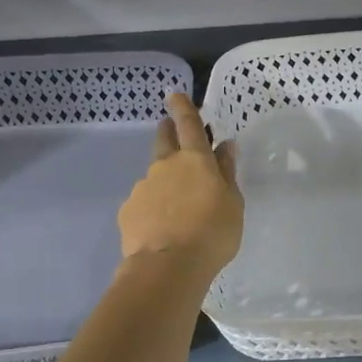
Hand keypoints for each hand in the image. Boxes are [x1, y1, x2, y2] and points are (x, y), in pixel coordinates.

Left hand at [117, 92, 242, 280]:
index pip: (188, 124)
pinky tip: (162, 226)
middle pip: (163, 139)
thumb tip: (225, 146)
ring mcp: (142, 187)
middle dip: (167, 131)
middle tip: (173, 133)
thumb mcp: (233, 202)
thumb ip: (227, 172)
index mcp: (195, 159)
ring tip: (177, 205)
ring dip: (164, 179)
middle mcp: (165, 166)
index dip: (183, 107)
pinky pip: (144, 201)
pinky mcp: (128, 210)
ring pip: (154, 174)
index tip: (175, 94)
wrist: (169, 267)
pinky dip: (153, 206)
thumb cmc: (212, 232)